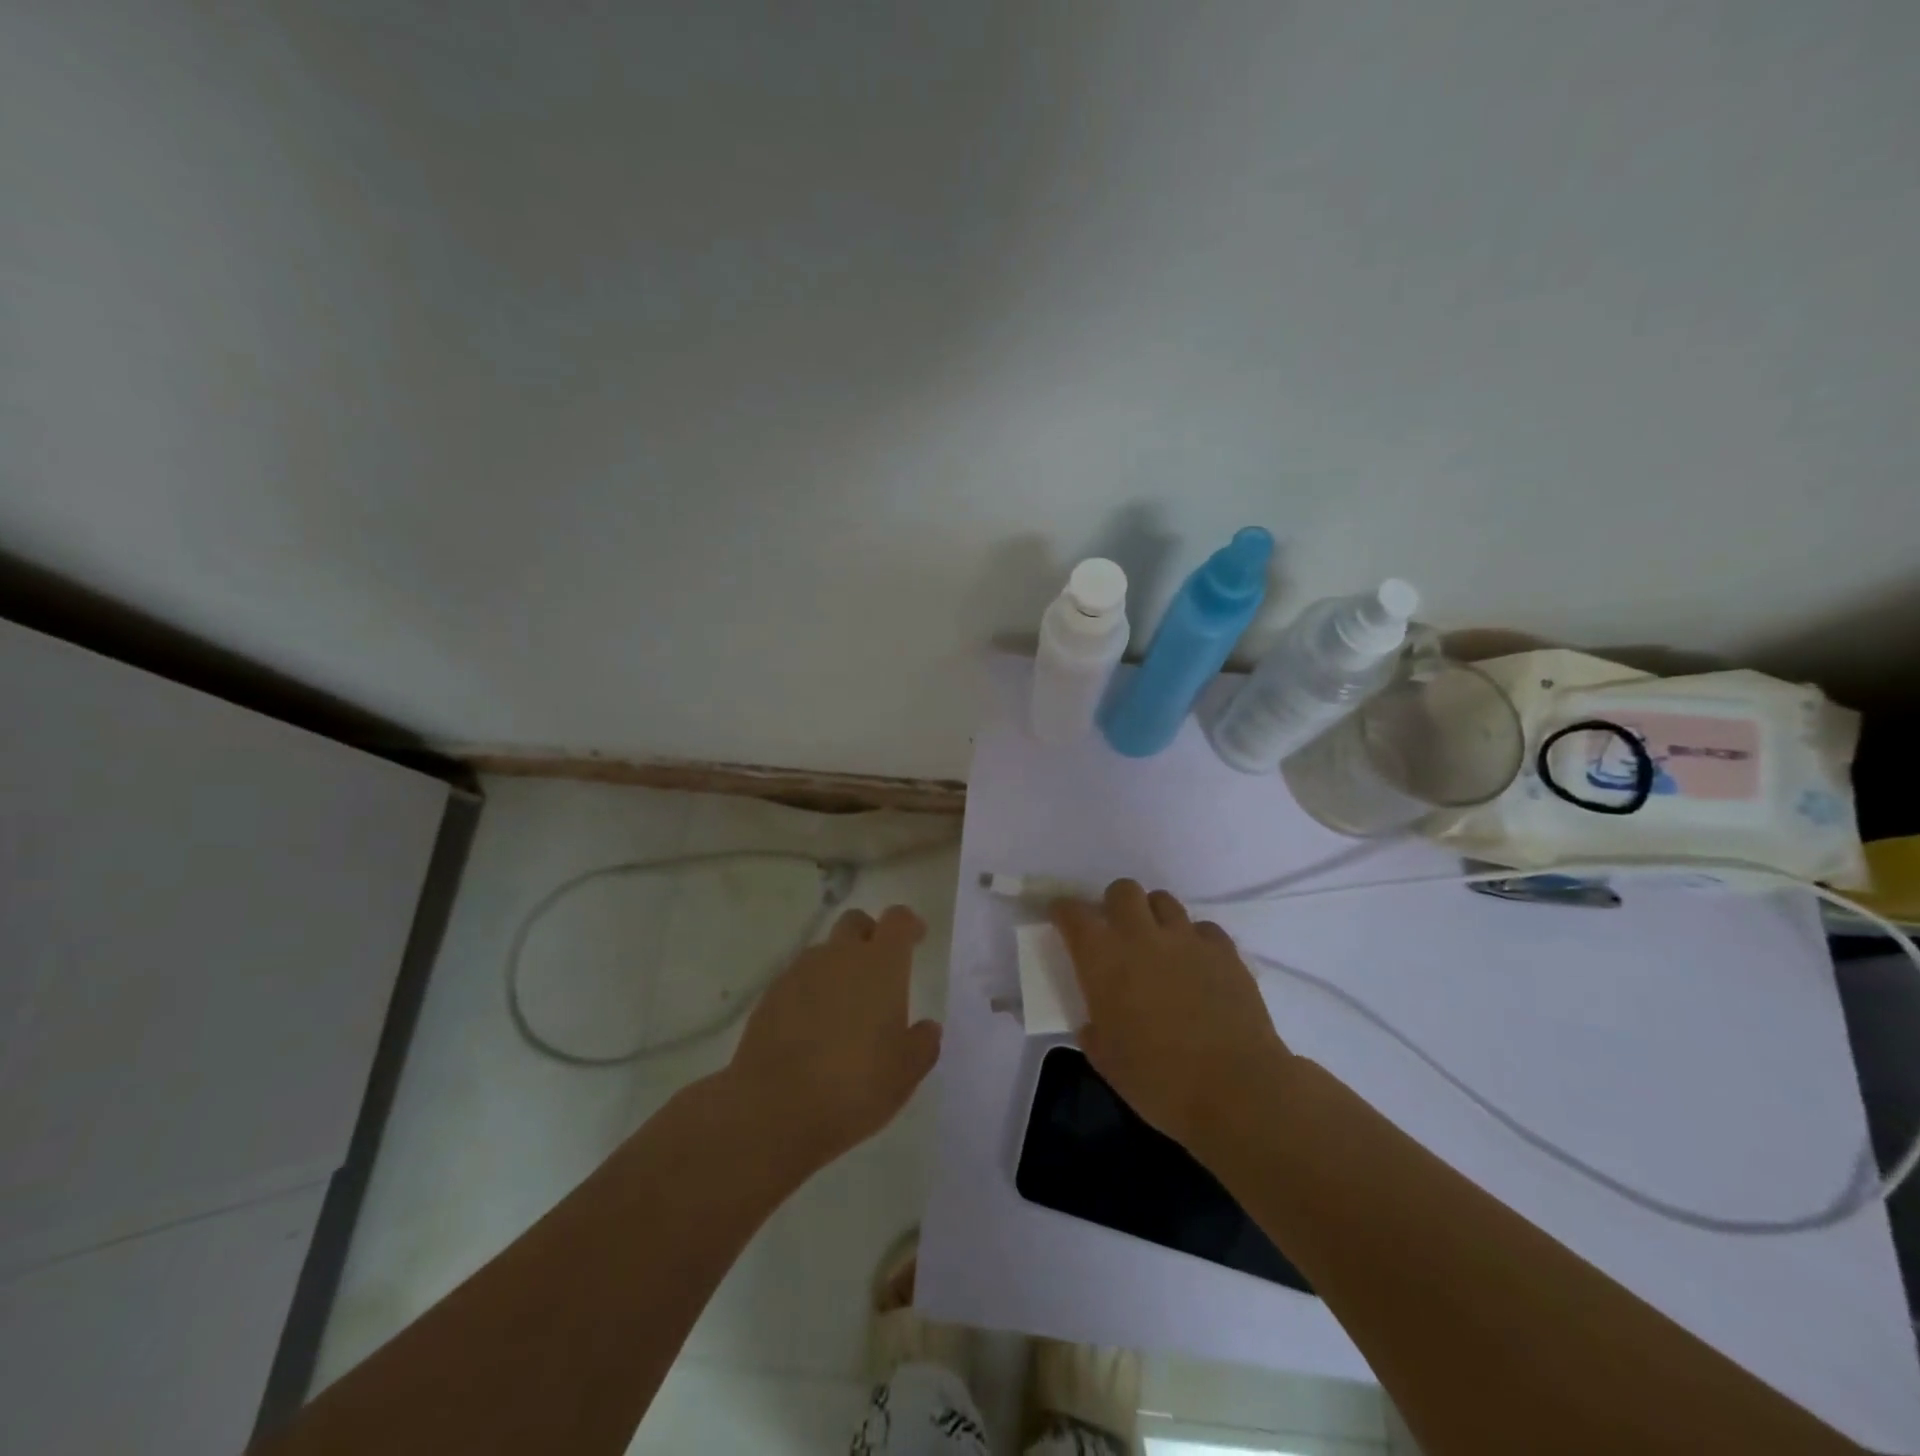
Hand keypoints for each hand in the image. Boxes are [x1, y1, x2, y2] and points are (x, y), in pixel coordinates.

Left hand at [725, 904, 941, 1171]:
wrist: (774, 1109)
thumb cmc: (855, 1086)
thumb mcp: (905, 1073)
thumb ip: (922, 1043)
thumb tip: (926, 1027)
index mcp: (881, 964)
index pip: (897, 920)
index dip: (908, 925)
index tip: (916, 938)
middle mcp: (840, 956)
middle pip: (855, 922)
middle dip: (869, 935)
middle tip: (878, 969)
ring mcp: (800, 973)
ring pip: (824, 952)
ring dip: (837, 966)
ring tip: (843, 1007)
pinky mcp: (770, 996)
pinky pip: (797, 979)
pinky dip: (810, 992)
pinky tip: (811, 1028)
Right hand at [1051, 879, 1290, 1155]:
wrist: (1235, 1090)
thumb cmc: (1159, 1081)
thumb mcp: (1107, 1060)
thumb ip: (1094, 1030)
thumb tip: (1095, 1023)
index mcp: (1102, 959)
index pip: (1073, 913)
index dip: (1063, 911)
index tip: (1061, 918)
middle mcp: (1141, 936)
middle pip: (1123, 890)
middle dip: (1114, 904)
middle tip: (1116, 933)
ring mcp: (1186, 939)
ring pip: (1163, 900)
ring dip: (1153, 916)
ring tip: (1157, 945)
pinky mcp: (1224, 950)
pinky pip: (1203, 928)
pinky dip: (1194, 939)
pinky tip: (1197, 965)